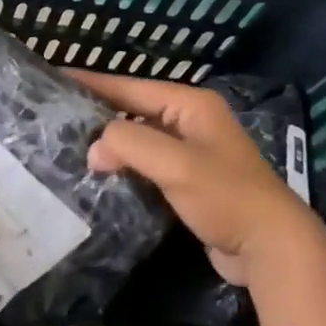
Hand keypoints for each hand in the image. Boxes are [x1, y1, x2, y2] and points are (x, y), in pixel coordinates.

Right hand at [75, 71, 313, 284]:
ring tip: (68, 146)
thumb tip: (94, 149)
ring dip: (109, 144)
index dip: (92, 83)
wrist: (270, 246)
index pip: (130, 87)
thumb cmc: (225, 196)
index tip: (55, 79)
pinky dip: (124, 167)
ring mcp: (191, 153)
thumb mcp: (174, 163)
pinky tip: (99, 176)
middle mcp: (191, 122)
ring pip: (139, 140)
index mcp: (191, 106)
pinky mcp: (188, 181)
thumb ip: (129, 145)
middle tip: (55, 118)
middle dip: (97, 115)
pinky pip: (146, 165)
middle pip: (133, 111)